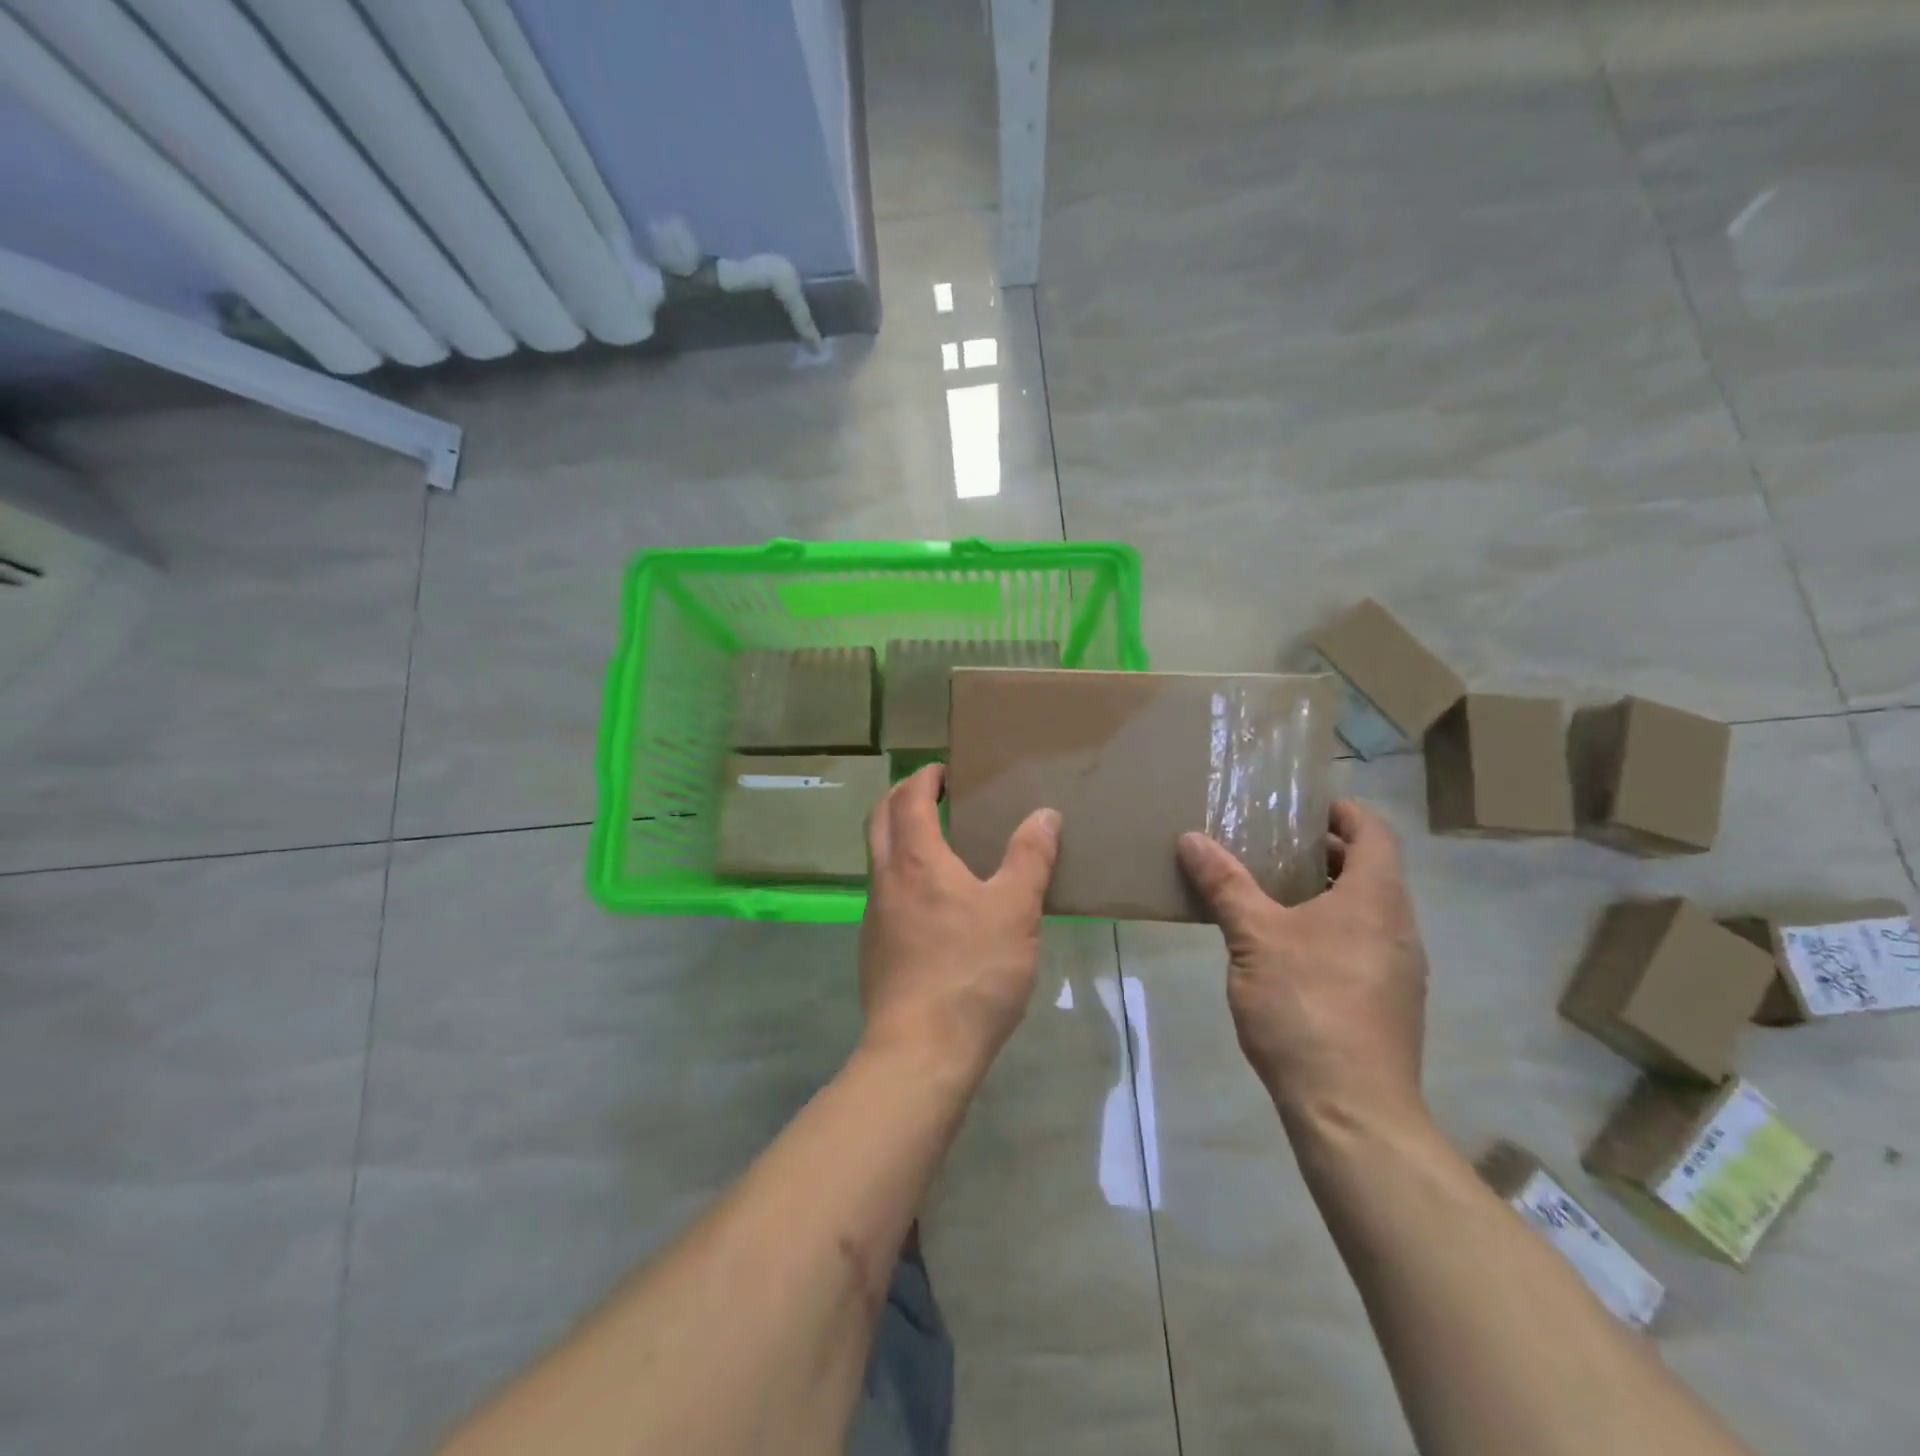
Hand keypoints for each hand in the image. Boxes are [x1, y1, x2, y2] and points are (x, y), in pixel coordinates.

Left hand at [859, 765, 1060, 1082]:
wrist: (921, 1051)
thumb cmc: (972, 971)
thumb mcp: (1015, 909)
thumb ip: (1030, 857)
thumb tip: (1044, 814)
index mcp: (917, 860)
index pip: (909, 799)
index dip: (923, 778)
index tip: (942, 770)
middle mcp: (886, 880)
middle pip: (879, 821)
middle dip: (900, 798)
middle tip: (931, 794)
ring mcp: (874, 917)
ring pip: (878, 860)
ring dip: (898, 838)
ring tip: (937, 845)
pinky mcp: (873, 950)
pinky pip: (884, 895)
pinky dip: (901, 877)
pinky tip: (932, 905)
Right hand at [1176, 799, 1427, 1132]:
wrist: (1351, 1109)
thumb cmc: (1305, 1006)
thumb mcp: (1253, 937)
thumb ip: (1225, 884)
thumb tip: (1191, 838)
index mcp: (1376, 899)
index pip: (1375, 833)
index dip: (1344, 812)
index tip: (1305, 807)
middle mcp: (1399, 927)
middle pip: (1372, 870)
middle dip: (1326, 853)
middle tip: (1274, 847)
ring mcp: (1400, 969)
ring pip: (1368, 911)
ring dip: (1327, 893)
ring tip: (1273, 895)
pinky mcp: (1390, 1003)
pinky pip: (1364, 945)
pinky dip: (1332, 929)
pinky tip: (1288, 950)